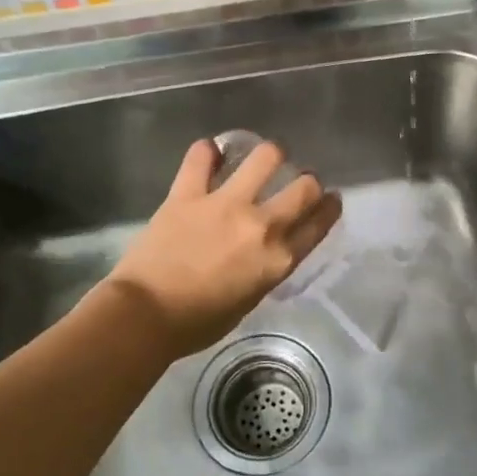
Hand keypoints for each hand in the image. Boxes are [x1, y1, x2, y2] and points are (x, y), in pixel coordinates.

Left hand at [103, 138, 342, 360]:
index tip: (331, 200)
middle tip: (300, 180)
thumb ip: (265, 268)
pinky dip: (206, 152)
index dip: (329, 207)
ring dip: (271, 154)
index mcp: (278, 259)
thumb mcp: (249, 300)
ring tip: (264, 158)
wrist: (145, 316)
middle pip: (305, 187)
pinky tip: (209, 153)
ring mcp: (225, 204)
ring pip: (265, 157)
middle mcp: (260, 225)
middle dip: (309, 180)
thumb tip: (267, 249)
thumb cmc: (197, 323)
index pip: (318, 223)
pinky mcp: (188, 193)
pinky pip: (200, 157)